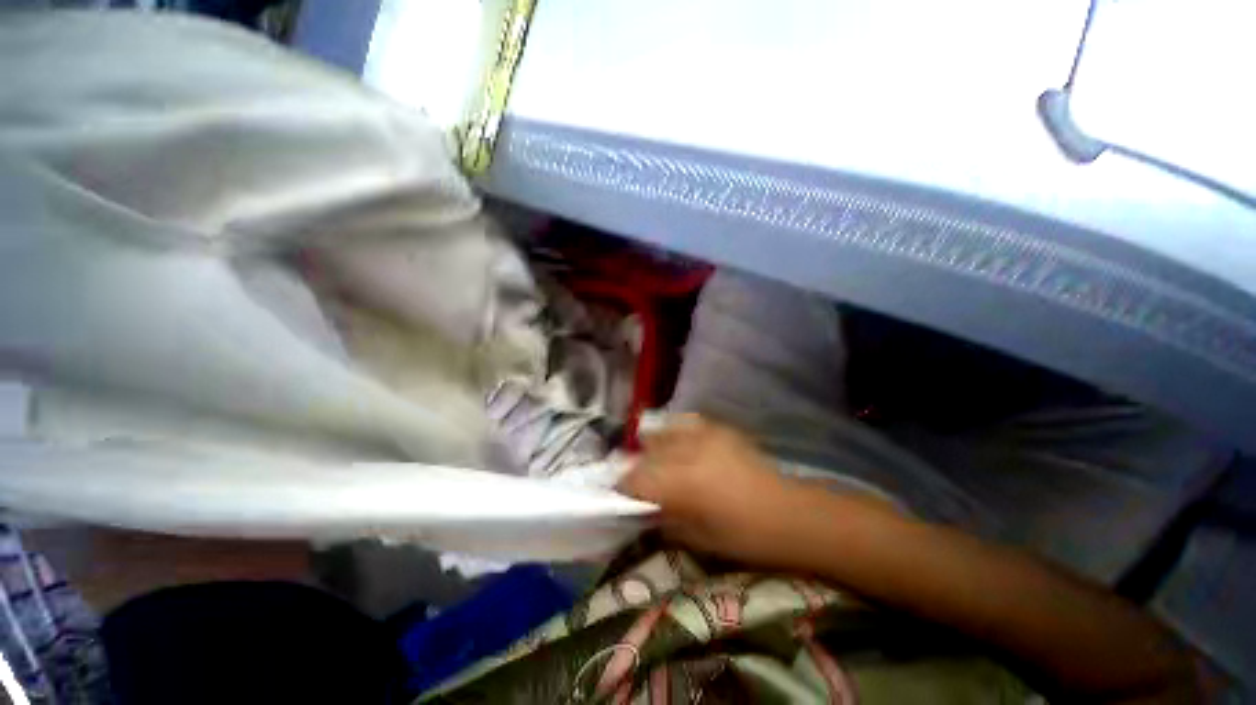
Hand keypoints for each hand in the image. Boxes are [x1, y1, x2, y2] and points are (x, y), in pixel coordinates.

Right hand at [617, 415, 800, 564]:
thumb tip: (644, 508)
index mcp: (683, 483)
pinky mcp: (720, 428)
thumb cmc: (746, 537)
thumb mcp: (700, 539)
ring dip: (654, 445)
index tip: (618, 494)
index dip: (623, 486)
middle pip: (648, 452)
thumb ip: (666, 519)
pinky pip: (687, 422)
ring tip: (655, 458)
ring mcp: (706, 435)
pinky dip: (676, 431)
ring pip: (664, 431)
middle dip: (637, 467)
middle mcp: (689, 451)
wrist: (791, 513)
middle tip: (637, 480)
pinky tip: (678, 441)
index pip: (637, 478)